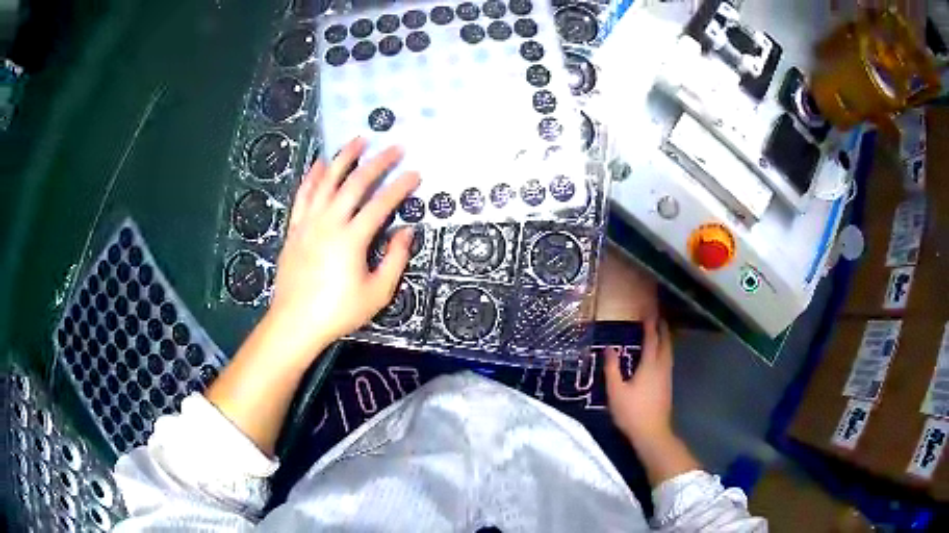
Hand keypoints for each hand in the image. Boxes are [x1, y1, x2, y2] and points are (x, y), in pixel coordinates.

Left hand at [267, 137, 419, 358]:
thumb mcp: (376, 293)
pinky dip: (312, 176)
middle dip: (377, 162)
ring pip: (327, 181)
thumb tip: (406, 232)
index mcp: (352, 239)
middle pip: (355, 183)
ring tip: (357, 140)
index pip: (381, 203)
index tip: (415, 173)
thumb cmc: (338, 311)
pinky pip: (303, 195)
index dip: (401, 186)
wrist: (295, 322)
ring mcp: (308, 222)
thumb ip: (394, 260)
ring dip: (344, 158)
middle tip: (394, 148)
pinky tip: (320, 163)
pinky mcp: (295, 228)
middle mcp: (329, 222)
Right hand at [605, 319, 673, 446]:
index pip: (651, 340)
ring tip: (661, 332)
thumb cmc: (632, 412)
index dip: (650, 325)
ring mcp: (667, 377)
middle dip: (662, 329)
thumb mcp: (615, 391)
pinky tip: (661, 356)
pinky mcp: (667, 386)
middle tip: (658, 317)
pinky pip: (668, 361)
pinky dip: (665, 351)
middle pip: (665, 343)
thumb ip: (612, 369)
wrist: (652, 433)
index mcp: (649, 365)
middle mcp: (661, 367)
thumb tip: (609, 349)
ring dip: (666, 340)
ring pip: (669, 352)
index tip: (648, 312)